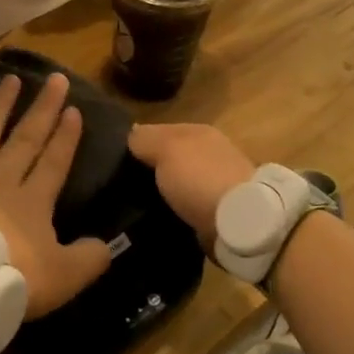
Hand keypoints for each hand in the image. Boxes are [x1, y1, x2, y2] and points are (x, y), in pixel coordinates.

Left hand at [0, 72, 110, 318]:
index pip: (54, 163)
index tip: (74, 110)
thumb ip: (86, 261)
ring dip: (0, 104)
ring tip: (11, 78)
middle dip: (42, 109)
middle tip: (56, 78)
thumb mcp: (57, 280)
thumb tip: (106, 246)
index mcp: (31, 203)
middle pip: (25, 138)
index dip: (66, 138)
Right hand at [127, 122, 255, 249]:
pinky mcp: (218, 211)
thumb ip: (145, 139)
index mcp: (199, 132)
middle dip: (149, 171)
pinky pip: (187, 207)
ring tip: (133, 207)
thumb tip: (131, 133)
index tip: (115, 163)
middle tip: (120, 187)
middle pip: (170, 159)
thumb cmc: (199, 178)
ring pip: (177, 184)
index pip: (159, 131)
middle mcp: (210, 154)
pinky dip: (174, 211)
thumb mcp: (166, 148)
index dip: (137, 144)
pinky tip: (157, 219)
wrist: (239, 221)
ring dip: (161, 193)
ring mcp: (216, 183)